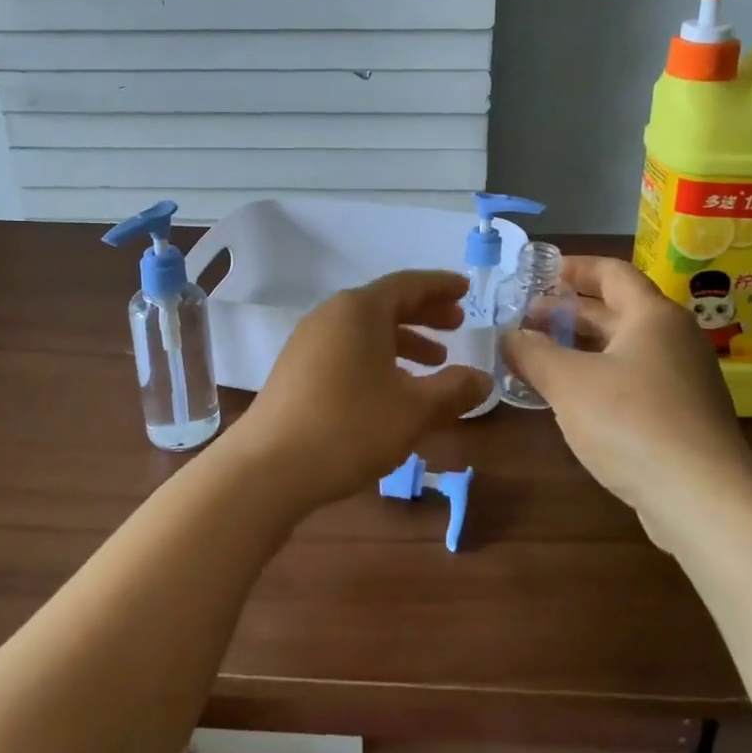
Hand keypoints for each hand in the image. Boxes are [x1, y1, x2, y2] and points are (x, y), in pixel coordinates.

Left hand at [235, 270, 490, 511]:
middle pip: (385, 303)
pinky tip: (391, 387)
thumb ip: (454, 390)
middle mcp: (331, 315)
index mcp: (360, 310)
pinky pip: (347, 349)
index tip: (465, 289)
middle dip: (425, 313)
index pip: (408, 284)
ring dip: (403, 340)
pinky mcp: (296, 369)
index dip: (440, 286)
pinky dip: (377, 357)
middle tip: (457, 325)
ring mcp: (308, 342)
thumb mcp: (414, 410)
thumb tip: (483, 379)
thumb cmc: (349, 427)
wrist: (267, 468)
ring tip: (433, 362)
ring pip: (365, 329)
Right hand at [502, 256, 751, 523]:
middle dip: (568, 312)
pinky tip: (571, 398)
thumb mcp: (568, 382)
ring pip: (623, 348)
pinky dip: (600, 377)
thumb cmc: (631, 422)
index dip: (573, 268)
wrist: (703, 499)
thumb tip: (509, 337)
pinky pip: (634, 380)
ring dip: (581, 347)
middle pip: (616, 310)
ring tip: (539, 357)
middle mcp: (674, 338)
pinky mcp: (684, 415)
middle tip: (525, 319)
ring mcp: (683, 379)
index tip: (538, 273)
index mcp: (652, 315)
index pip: (611, 272)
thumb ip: (533, 353)